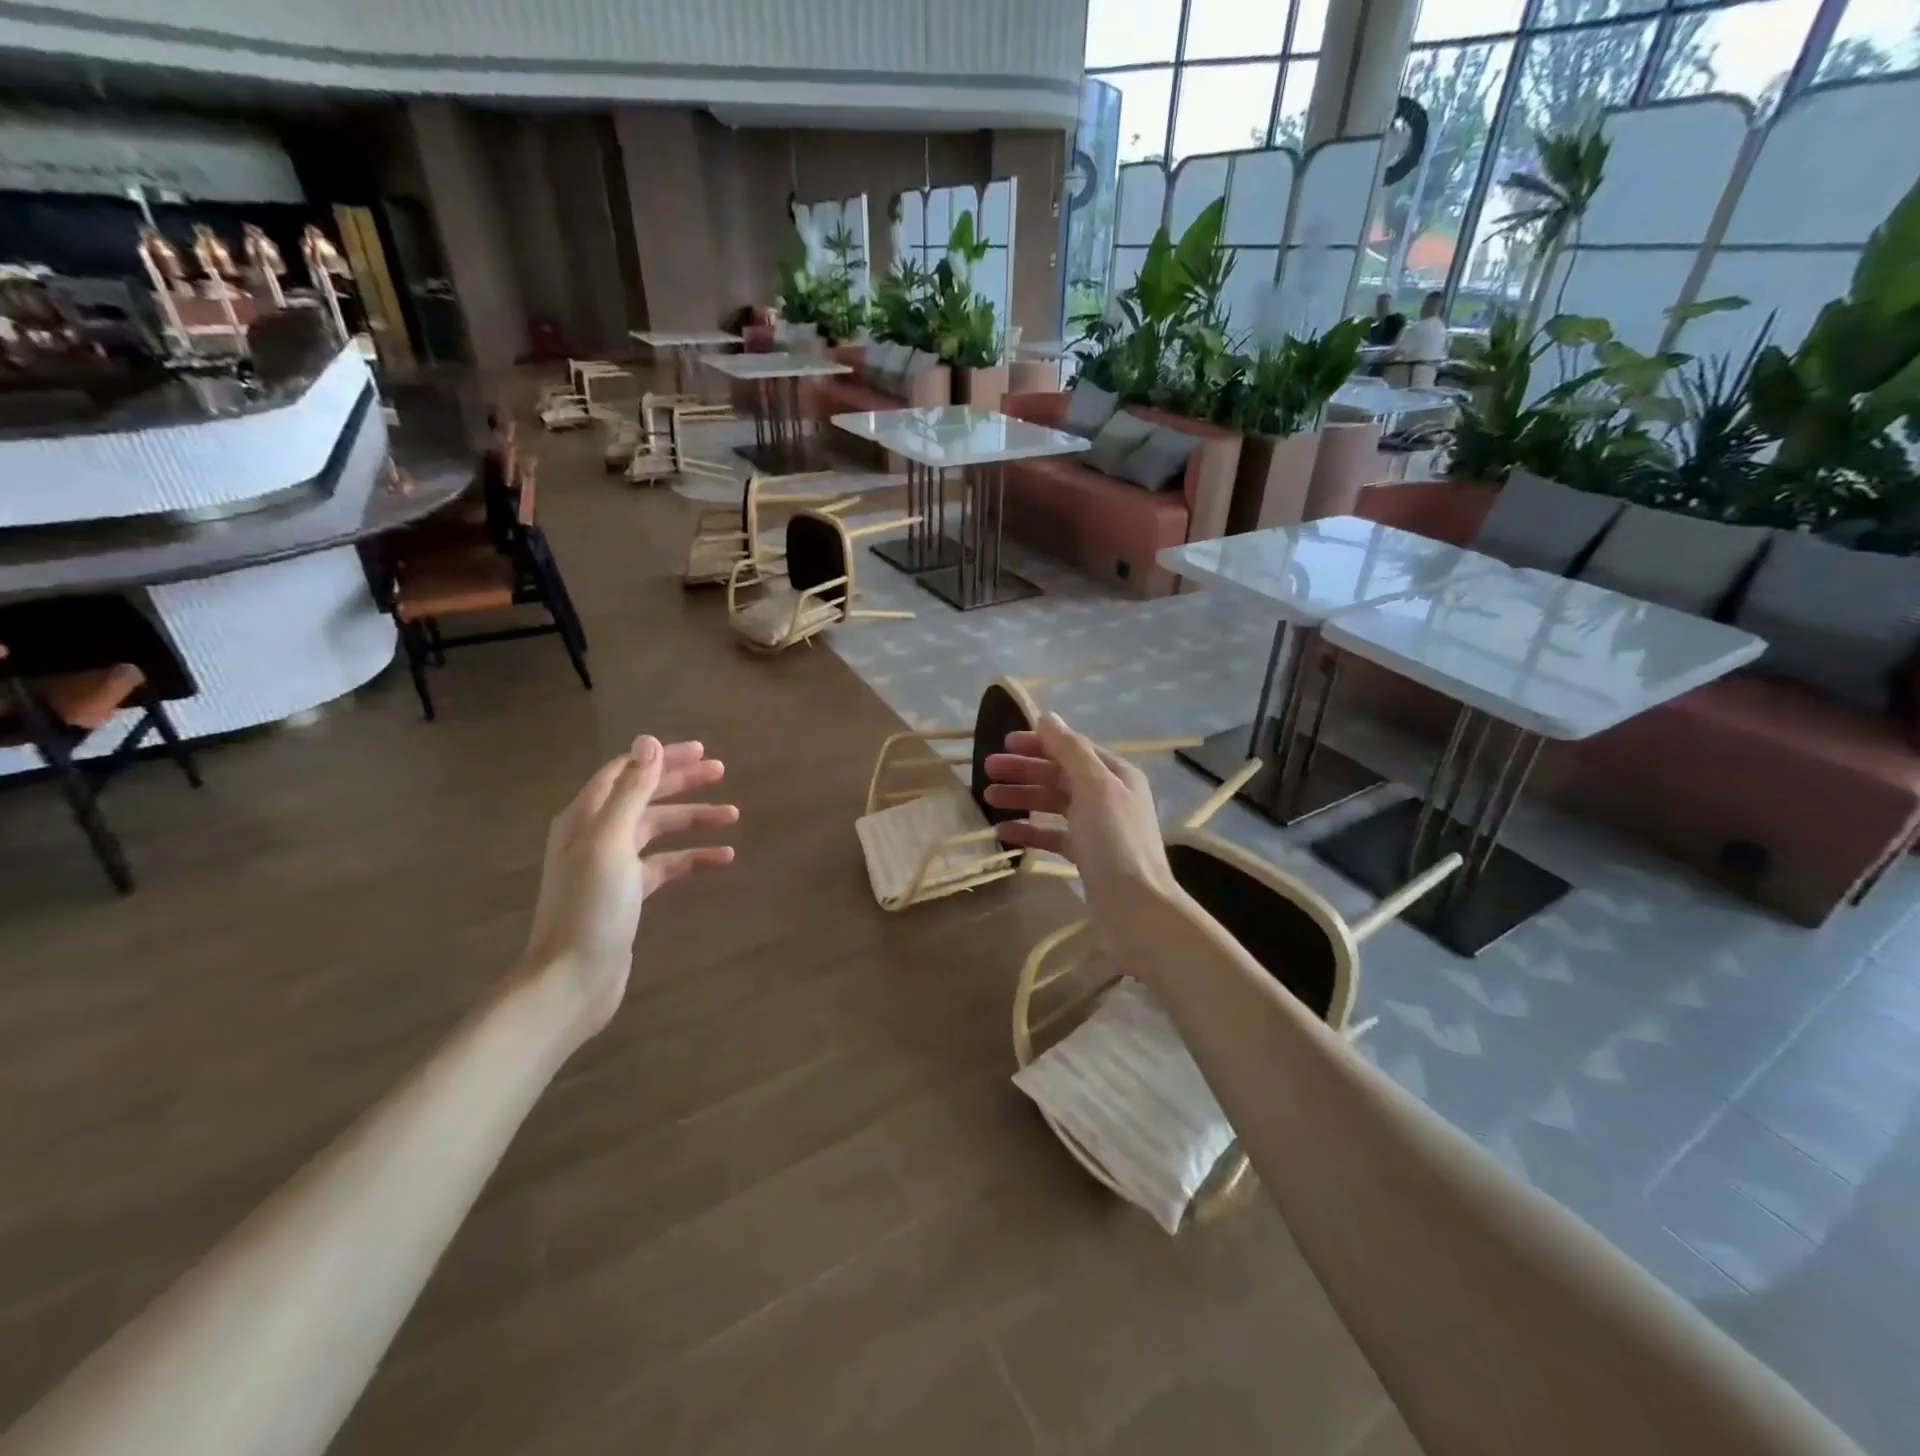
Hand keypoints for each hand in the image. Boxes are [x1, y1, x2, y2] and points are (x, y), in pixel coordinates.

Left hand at [522, 735, 736, 1039]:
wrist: (572, 979)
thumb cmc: (590, 907)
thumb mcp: (611, 842)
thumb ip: (631, 791)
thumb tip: (649, 741)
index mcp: (586, 817)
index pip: (627, 771)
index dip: (662, 758)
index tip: (702, 752)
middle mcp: (597, 834)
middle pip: (644, 796)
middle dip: (682, 782)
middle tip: (721, 772)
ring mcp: (613, 865)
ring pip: (659, 829)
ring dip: (693, 819)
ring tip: (733, 815)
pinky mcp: (629, 893)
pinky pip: (666, 864)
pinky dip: (692, 857)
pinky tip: (722, 858)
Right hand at [982, 712, 1179, 922]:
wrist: (1135, 906)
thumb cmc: (1114, 839)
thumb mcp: (1094, 786)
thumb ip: (1070, 750)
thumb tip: (1047, 716)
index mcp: (1116, 774)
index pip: (1072, 748)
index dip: (1039, 743)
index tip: (1005, 742)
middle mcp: (1108, 796)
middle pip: (1059, 775)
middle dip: (1024, 770)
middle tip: (988, 770)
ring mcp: (1097, 827)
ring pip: (1053, 804)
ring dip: (1022, 797)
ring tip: (988, 797)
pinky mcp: (1086, 855)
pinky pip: (1053, 834)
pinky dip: (1030, 830)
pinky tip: (1003, 830)